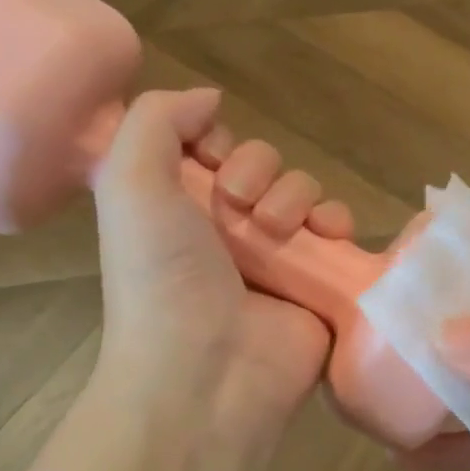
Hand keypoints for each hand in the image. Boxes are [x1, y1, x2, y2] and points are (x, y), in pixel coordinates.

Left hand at [89, 88, 353, 447]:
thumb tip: (210, 99)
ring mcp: (278, 258)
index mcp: (180, 209)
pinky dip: (338, 223)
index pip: (214, 149)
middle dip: (258, 170)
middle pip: (265, 165)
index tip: (211, 159)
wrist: (208, 371)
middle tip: (240, 203)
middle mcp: (228, 230)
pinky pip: (339, 232)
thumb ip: (157, 121)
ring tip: (279, 230)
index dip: (219, 141)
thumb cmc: (162, 277)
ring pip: (305, 193)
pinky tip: (328, 236)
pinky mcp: (319, 281)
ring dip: (296, 196)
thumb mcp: (130, 184)